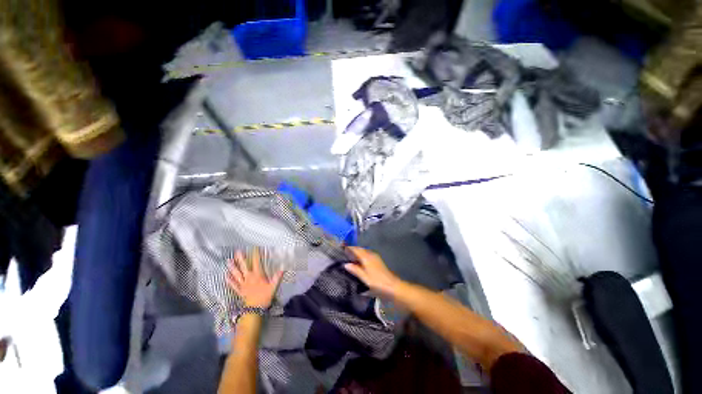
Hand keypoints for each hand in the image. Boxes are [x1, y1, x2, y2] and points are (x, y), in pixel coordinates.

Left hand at [227, 248, 283, 307]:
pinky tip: (226, 276)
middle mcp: (249, 278)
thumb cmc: (265, 297)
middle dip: (241, 258)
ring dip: (232, 267)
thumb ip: (277, 277)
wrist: (255, 309)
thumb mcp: (273, 286)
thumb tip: (283, 267)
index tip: (254, 247)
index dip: (255, 254)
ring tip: (228, 261)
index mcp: (257, 275)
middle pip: (244, 266)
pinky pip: (233, 284)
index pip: (256, 262)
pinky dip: (229, 280)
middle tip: (237, 251)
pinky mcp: (239, 290)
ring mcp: (243, 284)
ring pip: (236, 274)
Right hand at [344, 247, 402, 297]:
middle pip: (360, 249)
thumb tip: (345, 264)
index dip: (349, 248)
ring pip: (364, 252)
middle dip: (352, 250)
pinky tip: (359, 263)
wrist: (392, 286)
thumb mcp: (364, 278)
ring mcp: (375, 257)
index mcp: (367, 257)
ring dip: (357, 253)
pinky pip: (367, 255)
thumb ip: (355, 270)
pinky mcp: (378, 261)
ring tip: (349, 258)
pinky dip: (362, 256)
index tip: (341, 249)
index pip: (356, 249)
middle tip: (344, 254)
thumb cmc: (377, 282)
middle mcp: (371, 254)